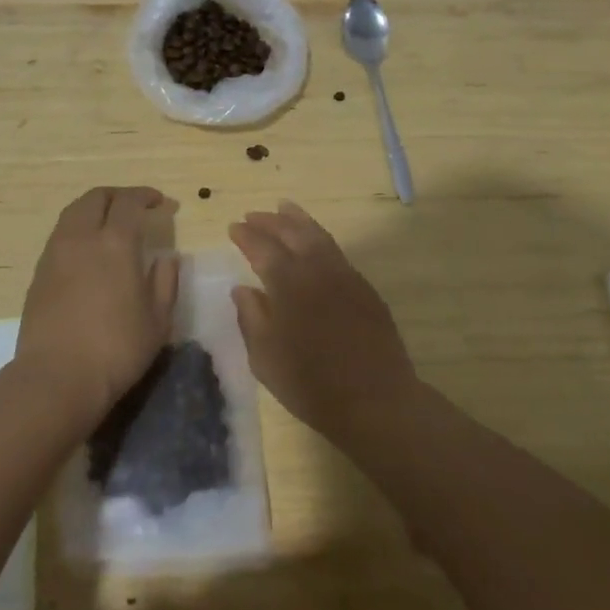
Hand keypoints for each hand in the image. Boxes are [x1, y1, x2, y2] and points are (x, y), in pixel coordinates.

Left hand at [16, 186, 179, 428]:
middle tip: (135, 206)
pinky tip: (88, 250)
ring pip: (73, 212)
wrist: (56, 378)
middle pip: (96, 197)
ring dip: (94, 208)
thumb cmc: (116, 350)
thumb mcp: (158, 320)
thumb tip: (168, 258)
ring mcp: (55, 253)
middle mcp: (82, 237)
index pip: (129, 202)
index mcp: (115, 243)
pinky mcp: (39, 272)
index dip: (146, 196)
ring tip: (110, 224)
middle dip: (118, 195)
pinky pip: (61, 234)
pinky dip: (78, 229)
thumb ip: (165, 282)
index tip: (161, 202)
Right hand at [229, 201, 419, 438]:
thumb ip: (251, 318)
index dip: (246, 236)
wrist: (375, 401)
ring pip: (318, 235)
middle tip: (253, 215)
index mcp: (287, 283)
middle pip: (291, 232)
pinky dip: (319, 238)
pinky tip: (314, 244)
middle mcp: (316, 269)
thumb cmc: (311, 384)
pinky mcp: (364, 288)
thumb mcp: (265, 358)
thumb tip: (242, 289)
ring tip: (284, 208)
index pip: (262, 247)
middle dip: (270, 220)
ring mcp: (344, 275)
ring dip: (298, 220)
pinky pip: (336, 251)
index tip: (234, 227)